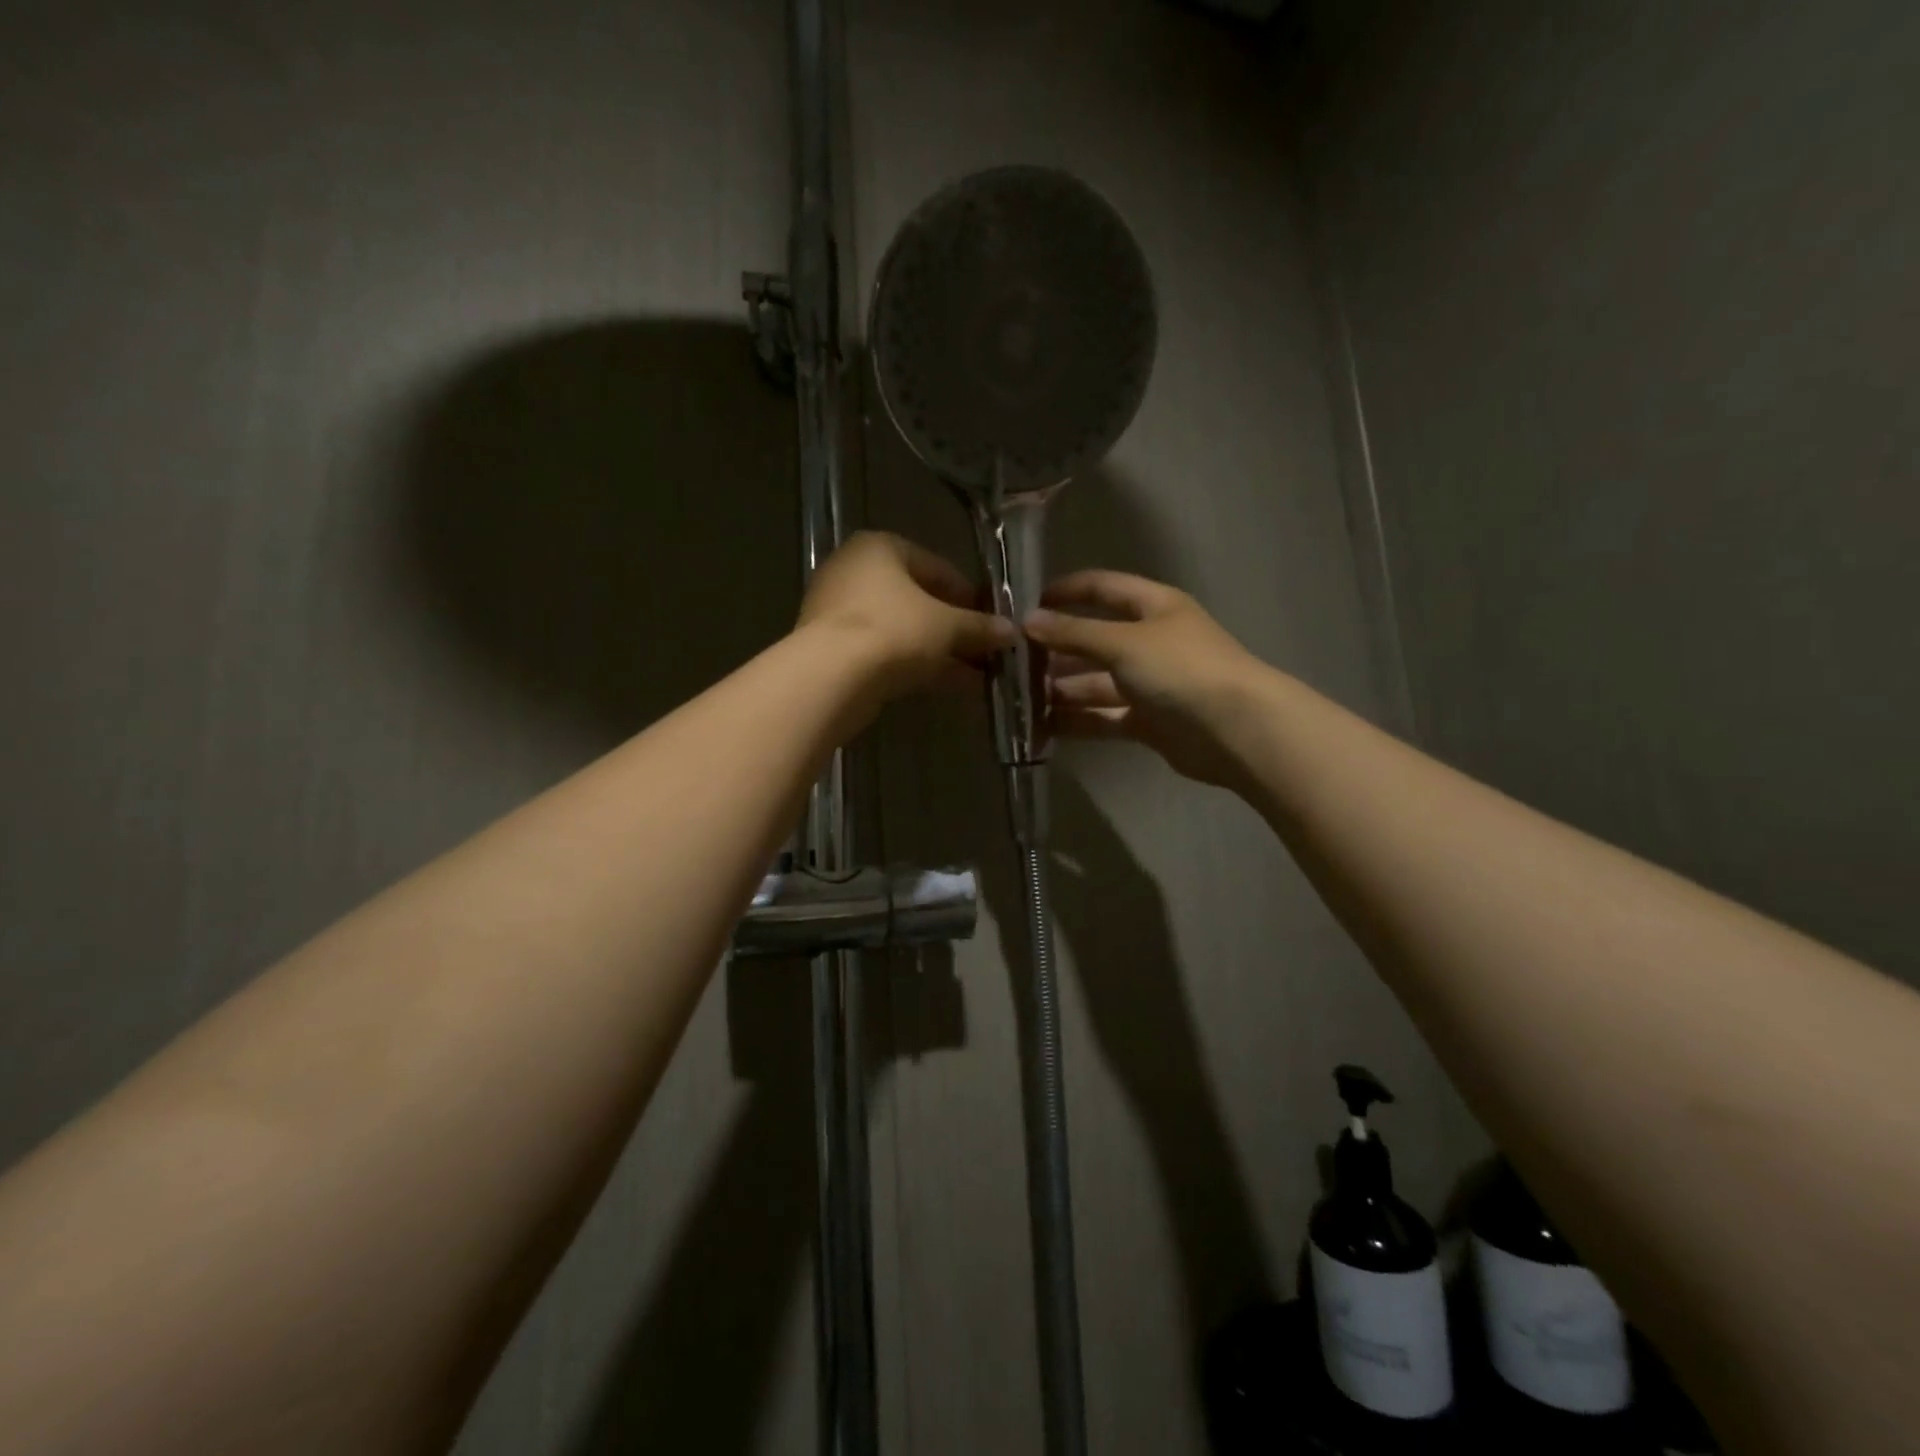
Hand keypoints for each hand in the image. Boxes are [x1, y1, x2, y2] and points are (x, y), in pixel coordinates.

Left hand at [798, 531, 1014, 699]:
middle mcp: (854, 572)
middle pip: (918, 600)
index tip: (992, 620)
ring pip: (903, 630)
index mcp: (880, 548)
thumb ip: (979, 627)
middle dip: (955, 629)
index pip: (937, 567)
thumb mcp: (947, 626)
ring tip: (977, 674)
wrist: (831, 677)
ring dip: (941, 651)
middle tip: (985, 651)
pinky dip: (916, 665)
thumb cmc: (893, 631)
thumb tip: (1012, 632)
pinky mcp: (834, 648)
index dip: (969, 596)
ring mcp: (839, 612)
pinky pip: (886, 651)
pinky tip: (950, 685)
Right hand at [1026, 570, 1265, 786]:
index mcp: (1153, 607)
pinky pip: (1105, 716)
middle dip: (1056, 650)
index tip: (1027, 605)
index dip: (1067, 591)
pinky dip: (1078, 721)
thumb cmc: (1181, 669)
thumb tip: (1028, 621)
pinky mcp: (1149, 721)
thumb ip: (1074, 633)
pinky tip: (1043, 726)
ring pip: (1096, 682)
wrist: (1236, 730)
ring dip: (1061, 690)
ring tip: (1019, 699)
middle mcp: (1151, 641)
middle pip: (1095, 640)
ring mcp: (1150, 683)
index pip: (1103, 588)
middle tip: (1013, 663)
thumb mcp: (1123, 642)